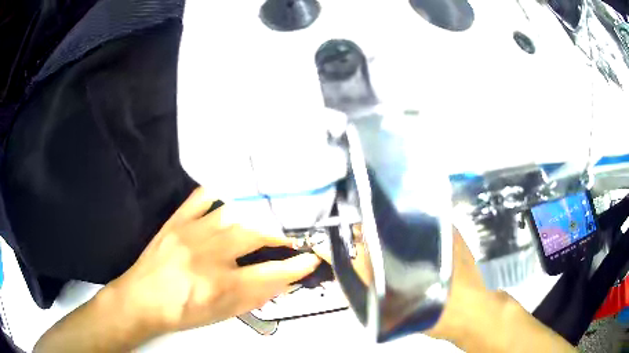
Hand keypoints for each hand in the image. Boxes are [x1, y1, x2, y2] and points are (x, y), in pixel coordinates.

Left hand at [108, 187, 320, 336]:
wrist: (141, 299)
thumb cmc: (182, 312)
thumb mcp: (221, 314)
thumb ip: (254, 297)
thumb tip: (283, 280)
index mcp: (218, 287)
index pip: (268, 274)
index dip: (296, 266)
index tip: (311, 259)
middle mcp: (206, 257)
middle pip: (254, 235)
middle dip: (281, 234)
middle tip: (293, 235)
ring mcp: (189, 233)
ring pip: (233, 213)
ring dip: (259, 213)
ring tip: (273, 214)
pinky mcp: (176, 221)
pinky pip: (202, 197)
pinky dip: (223, 192)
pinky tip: (236, 193)